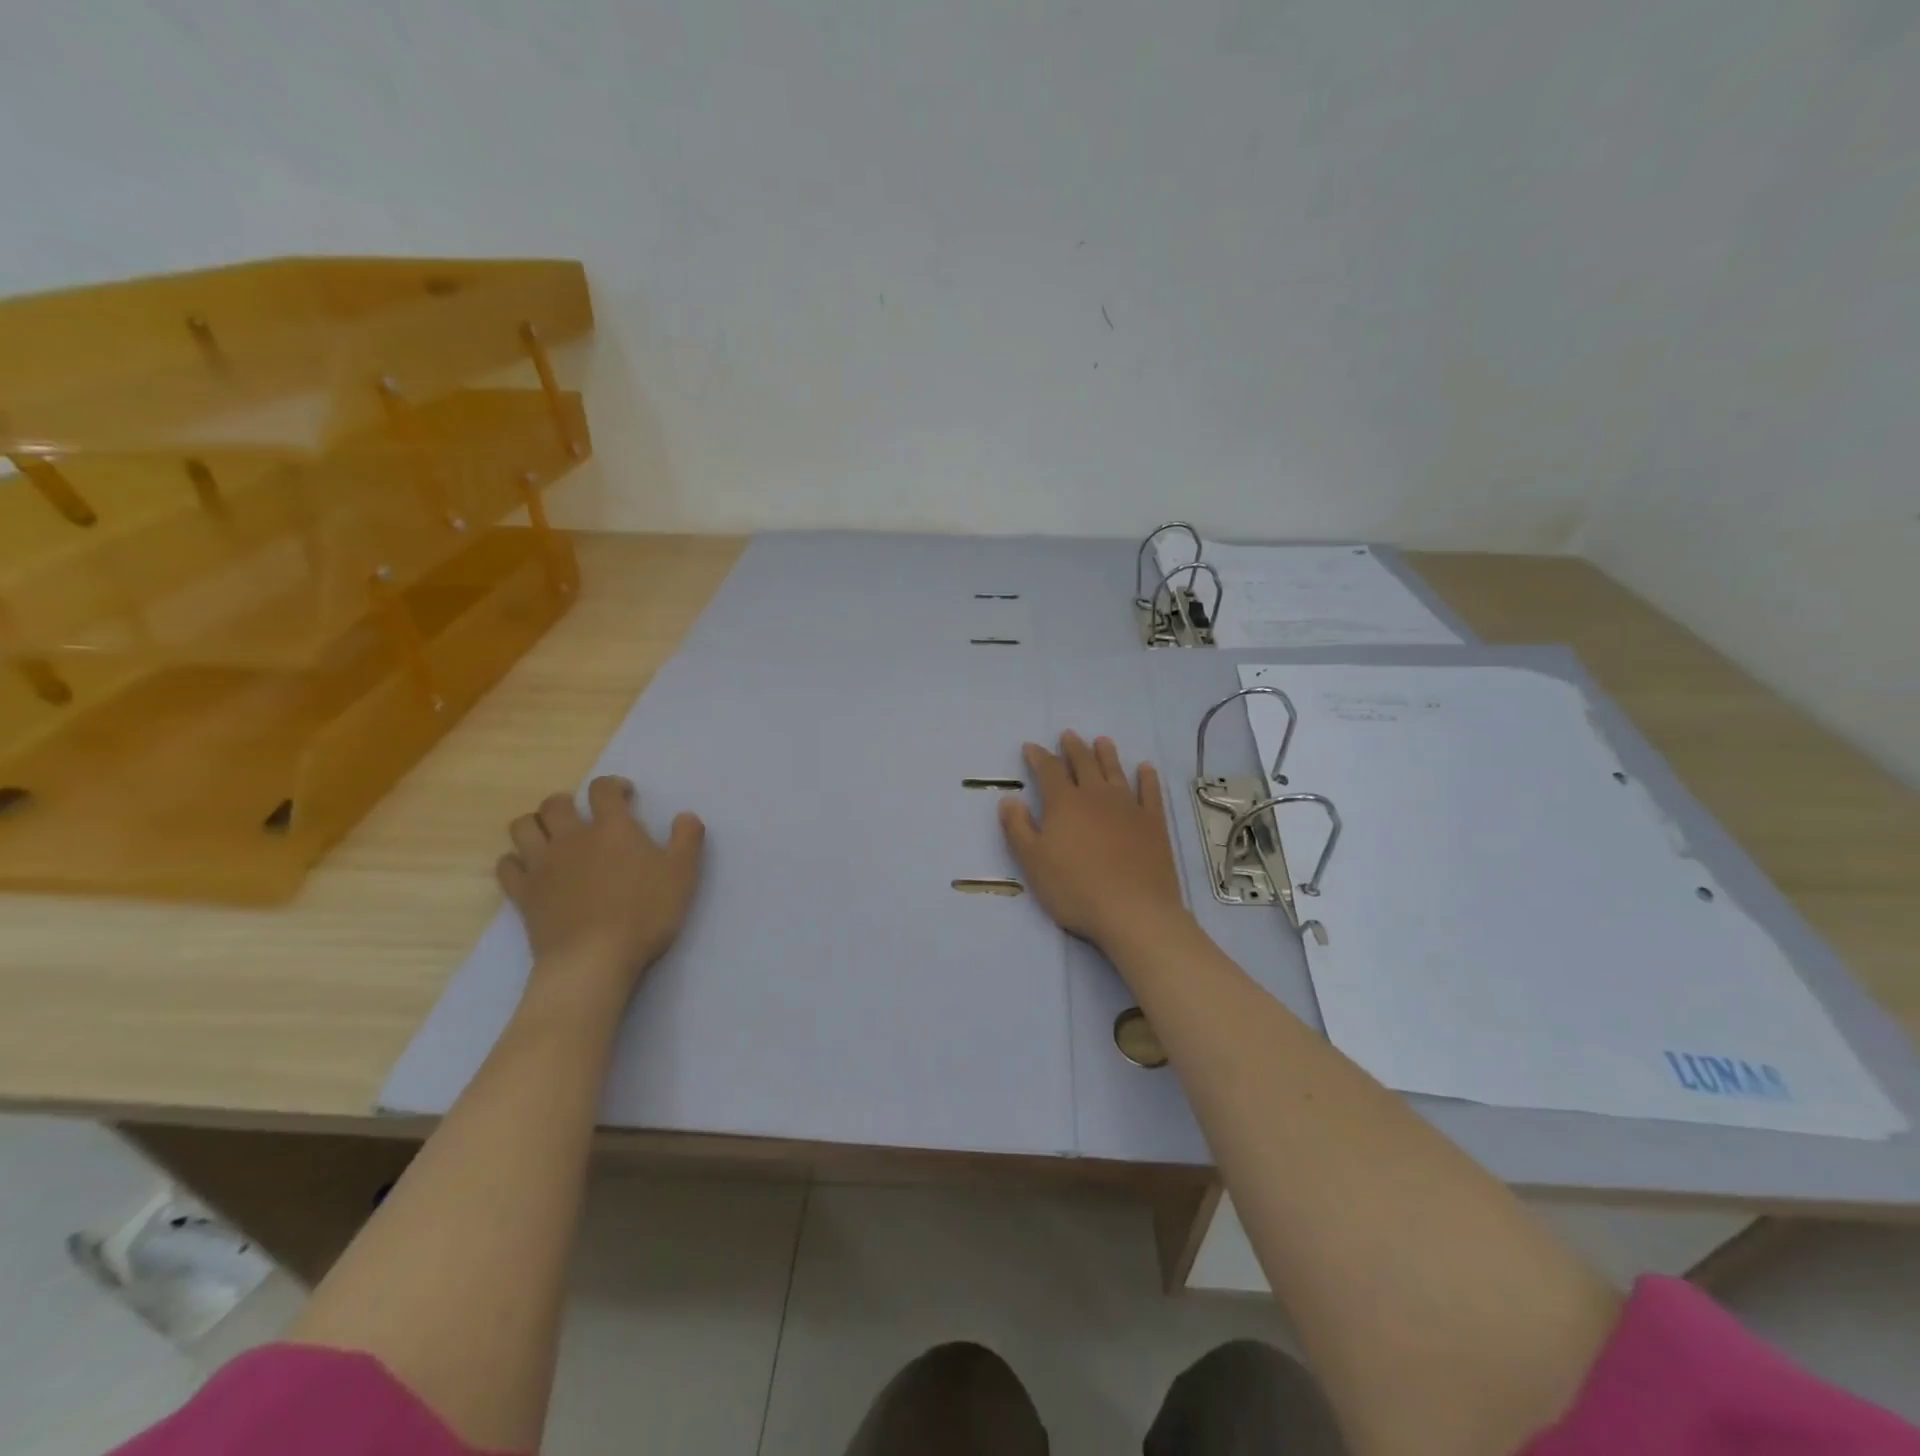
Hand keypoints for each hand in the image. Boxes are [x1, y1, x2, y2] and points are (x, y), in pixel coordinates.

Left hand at [497, 776, 705, 1006]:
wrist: (594, 960)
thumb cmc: (644, 913)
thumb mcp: (682, 874)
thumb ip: (687, 839)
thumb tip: (685, 816)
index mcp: (612, 829)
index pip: (603, 790)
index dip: (613, 786)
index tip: (625, 795)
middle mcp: (571, 838)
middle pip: (554, 804)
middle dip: (567, 802)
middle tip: (583, 816)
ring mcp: (542, 865)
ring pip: (523, 828)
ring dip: (535, 825)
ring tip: (551, 836)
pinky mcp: (523, 894)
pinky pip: (506, 866)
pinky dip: (515, 861)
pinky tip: (530, 868)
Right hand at [998, 732, 1188, 948]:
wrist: (1133, 910)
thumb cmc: (1075, 889)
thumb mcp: (1033, 863)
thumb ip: (1018, 828)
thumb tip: (1009, 799)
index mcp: (1064, 804)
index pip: (1048, 771)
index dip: (1039, 757)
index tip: (1031, 747)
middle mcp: (1096, 796)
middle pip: (1083, 764)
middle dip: (1073, 748)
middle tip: (1068, 735)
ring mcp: (1128, 807)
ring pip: (1115, 771)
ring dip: (1106, 754)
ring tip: (1101, 741)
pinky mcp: (1153, 823)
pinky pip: (1150, 792)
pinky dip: (1147, 778)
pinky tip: (1146, 768)